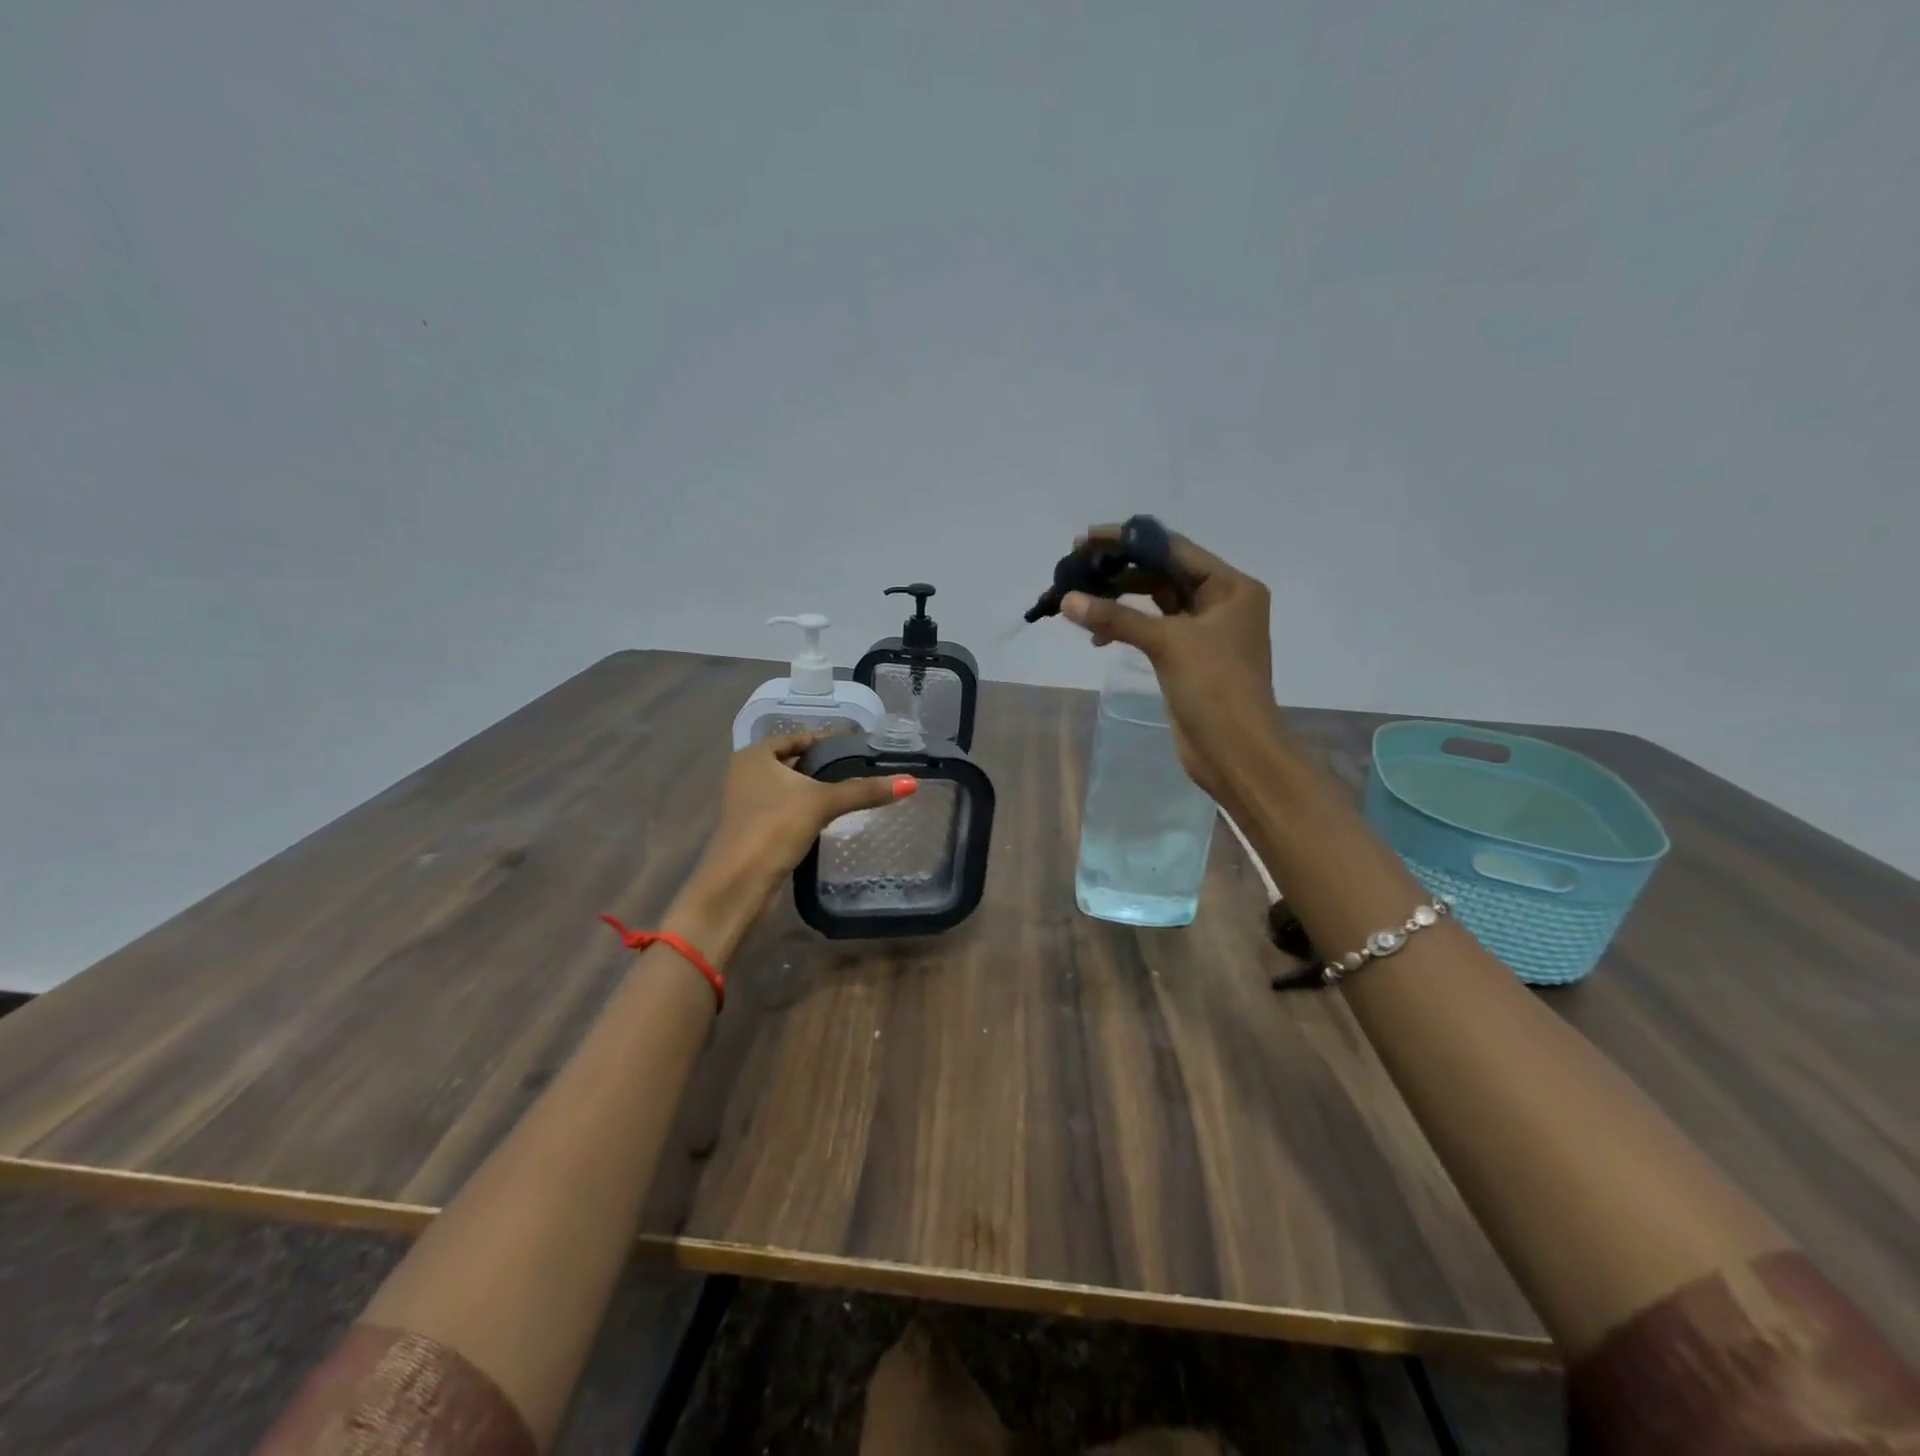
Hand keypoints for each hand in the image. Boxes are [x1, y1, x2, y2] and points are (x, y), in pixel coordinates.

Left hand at [692, 732, 916, 908]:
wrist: (738, 885)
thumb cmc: (773, 828)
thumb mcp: (822, 803)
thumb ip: (864, 790)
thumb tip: (911, 782)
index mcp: (754, 756)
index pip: (797, 737)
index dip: (827, 740)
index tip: (859, 745)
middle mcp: (747, 775)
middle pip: (794, 763)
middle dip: (824, 766)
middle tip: (862, 767)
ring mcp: (749, 805)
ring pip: (791, 789)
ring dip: (816, 791)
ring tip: (854, 791)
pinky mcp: (756, 831)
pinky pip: (788, 812)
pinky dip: (808, 812)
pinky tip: (832, 818)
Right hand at [1061, 525, 1280, 808]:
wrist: (1236, 752)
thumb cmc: (1215, 688)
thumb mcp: (1168, 643)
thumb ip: (1117, 617)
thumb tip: (1067, 600)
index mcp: (1231, 587)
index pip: (1174, 549)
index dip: (1130, 540)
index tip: (1088, 537)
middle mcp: (1221, 602)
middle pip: (1163, 573)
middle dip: (1120, 570)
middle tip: (1077, 568)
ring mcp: (1204, 631)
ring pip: (1155, 601)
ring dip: (1120, 599)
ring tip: (1081, 601)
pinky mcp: (1187, 657)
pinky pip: (1152, 628)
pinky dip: (1127, 627)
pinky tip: (1099, 636)